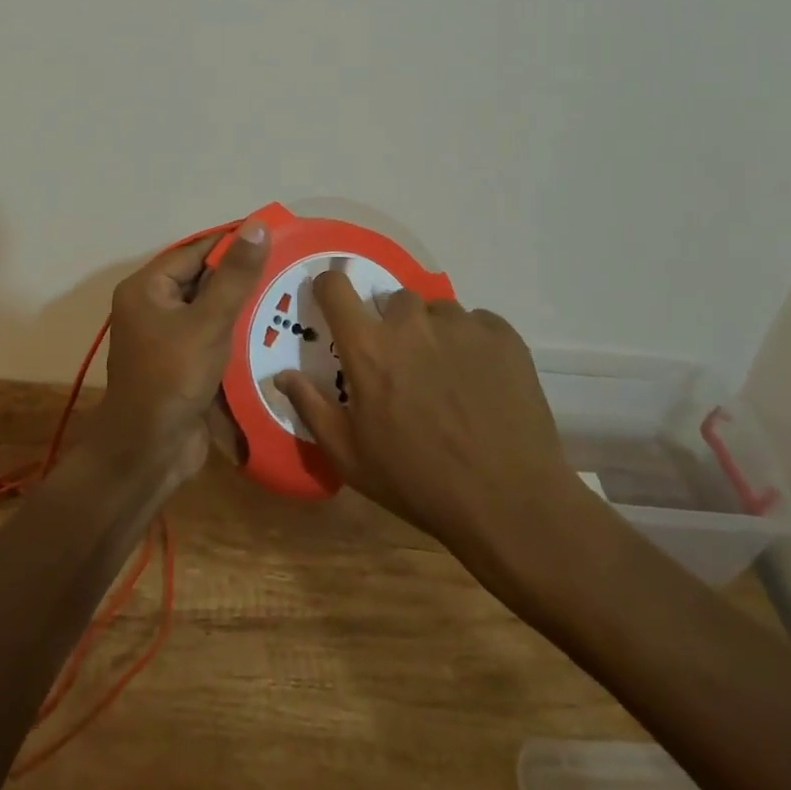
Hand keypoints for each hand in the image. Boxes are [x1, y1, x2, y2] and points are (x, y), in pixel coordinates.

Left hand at [91, 221, 267, 484]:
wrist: (148, 454)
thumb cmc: (172, 379)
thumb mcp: (208, 323)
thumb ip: (235, 276)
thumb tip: (257, 226)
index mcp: (148, 288)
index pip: (196, 251)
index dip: (234, 242)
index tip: (276, 234)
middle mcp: (153, 307)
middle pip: (203, 278)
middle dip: (243, 274)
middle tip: (289, 265)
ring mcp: (168, 337)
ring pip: (212, 309)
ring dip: (244, 305)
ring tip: (289, 294)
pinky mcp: (183, 363)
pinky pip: (213, 336)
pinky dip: (238, 332)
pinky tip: (274, 330)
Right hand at [275, 274, 586, 554]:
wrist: (510, 503)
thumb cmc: (418, 482)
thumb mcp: (351, 456)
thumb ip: (311, 407)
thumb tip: (280, 374)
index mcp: (369, 346)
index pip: (335, 287)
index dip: (329, 288)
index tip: (333, 303)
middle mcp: (411, 322)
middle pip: (392, 301)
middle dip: (391, 325)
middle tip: (403, 366)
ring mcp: (460, 324)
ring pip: (436, 312)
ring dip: (433, 334)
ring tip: (447, 377)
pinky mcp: (501, 334)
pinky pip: (476, 324)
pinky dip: (472, 344)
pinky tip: (481, 382)